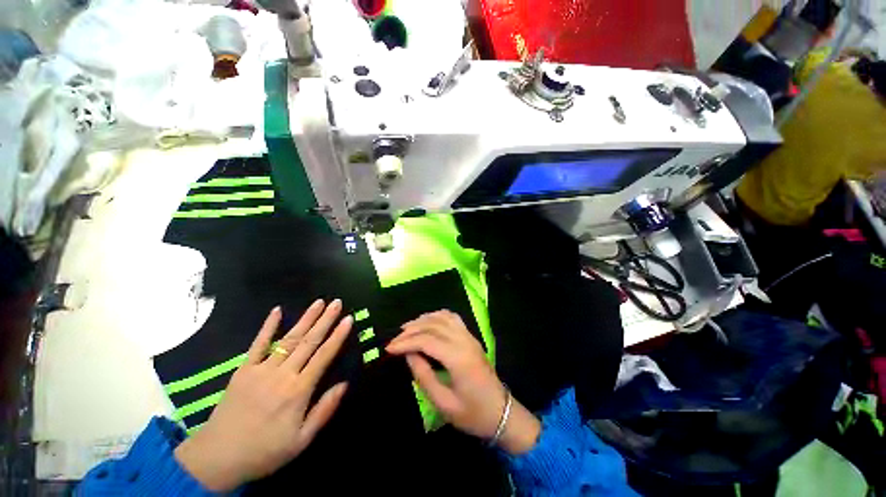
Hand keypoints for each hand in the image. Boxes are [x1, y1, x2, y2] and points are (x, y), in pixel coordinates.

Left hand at [174, 299, 351, 490]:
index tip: (348, 318)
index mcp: (298, 391)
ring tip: (318, 302)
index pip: (324, 356)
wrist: (217, 458)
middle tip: (337, 302)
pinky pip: (257, 344)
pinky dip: (268, 326)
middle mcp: (282, 375)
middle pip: (308, 342)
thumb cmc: (264, 451)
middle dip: (325, 320)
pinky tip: (276, 310)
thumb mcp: (301, 440)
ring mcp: (261, 369)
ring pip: (289, 339)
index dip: (338, 336)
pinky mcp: (243, 370)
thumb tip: (345, 384)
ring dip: (305, 319)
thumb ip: (324, 411)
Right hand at [386, 311, 540, 454]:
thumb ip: (424, 376)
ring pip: (443, 317)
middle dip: (411, 330)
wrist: (501, 412)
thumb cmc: (473, 414)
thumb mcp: (443, 403)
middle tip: (394, 339)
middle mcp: (464, 341)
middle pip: (434, 326)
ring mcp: (470, 337)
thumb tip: (409, 355)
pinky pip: (453, 319)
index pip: (427, 341)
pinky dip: (437, 316)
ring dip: (423, 319)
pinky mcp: (471, 337)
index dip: (406, 342)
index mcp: (458, 358)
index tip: (389, 348)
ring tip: (407, 328)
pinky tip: (428, 322)